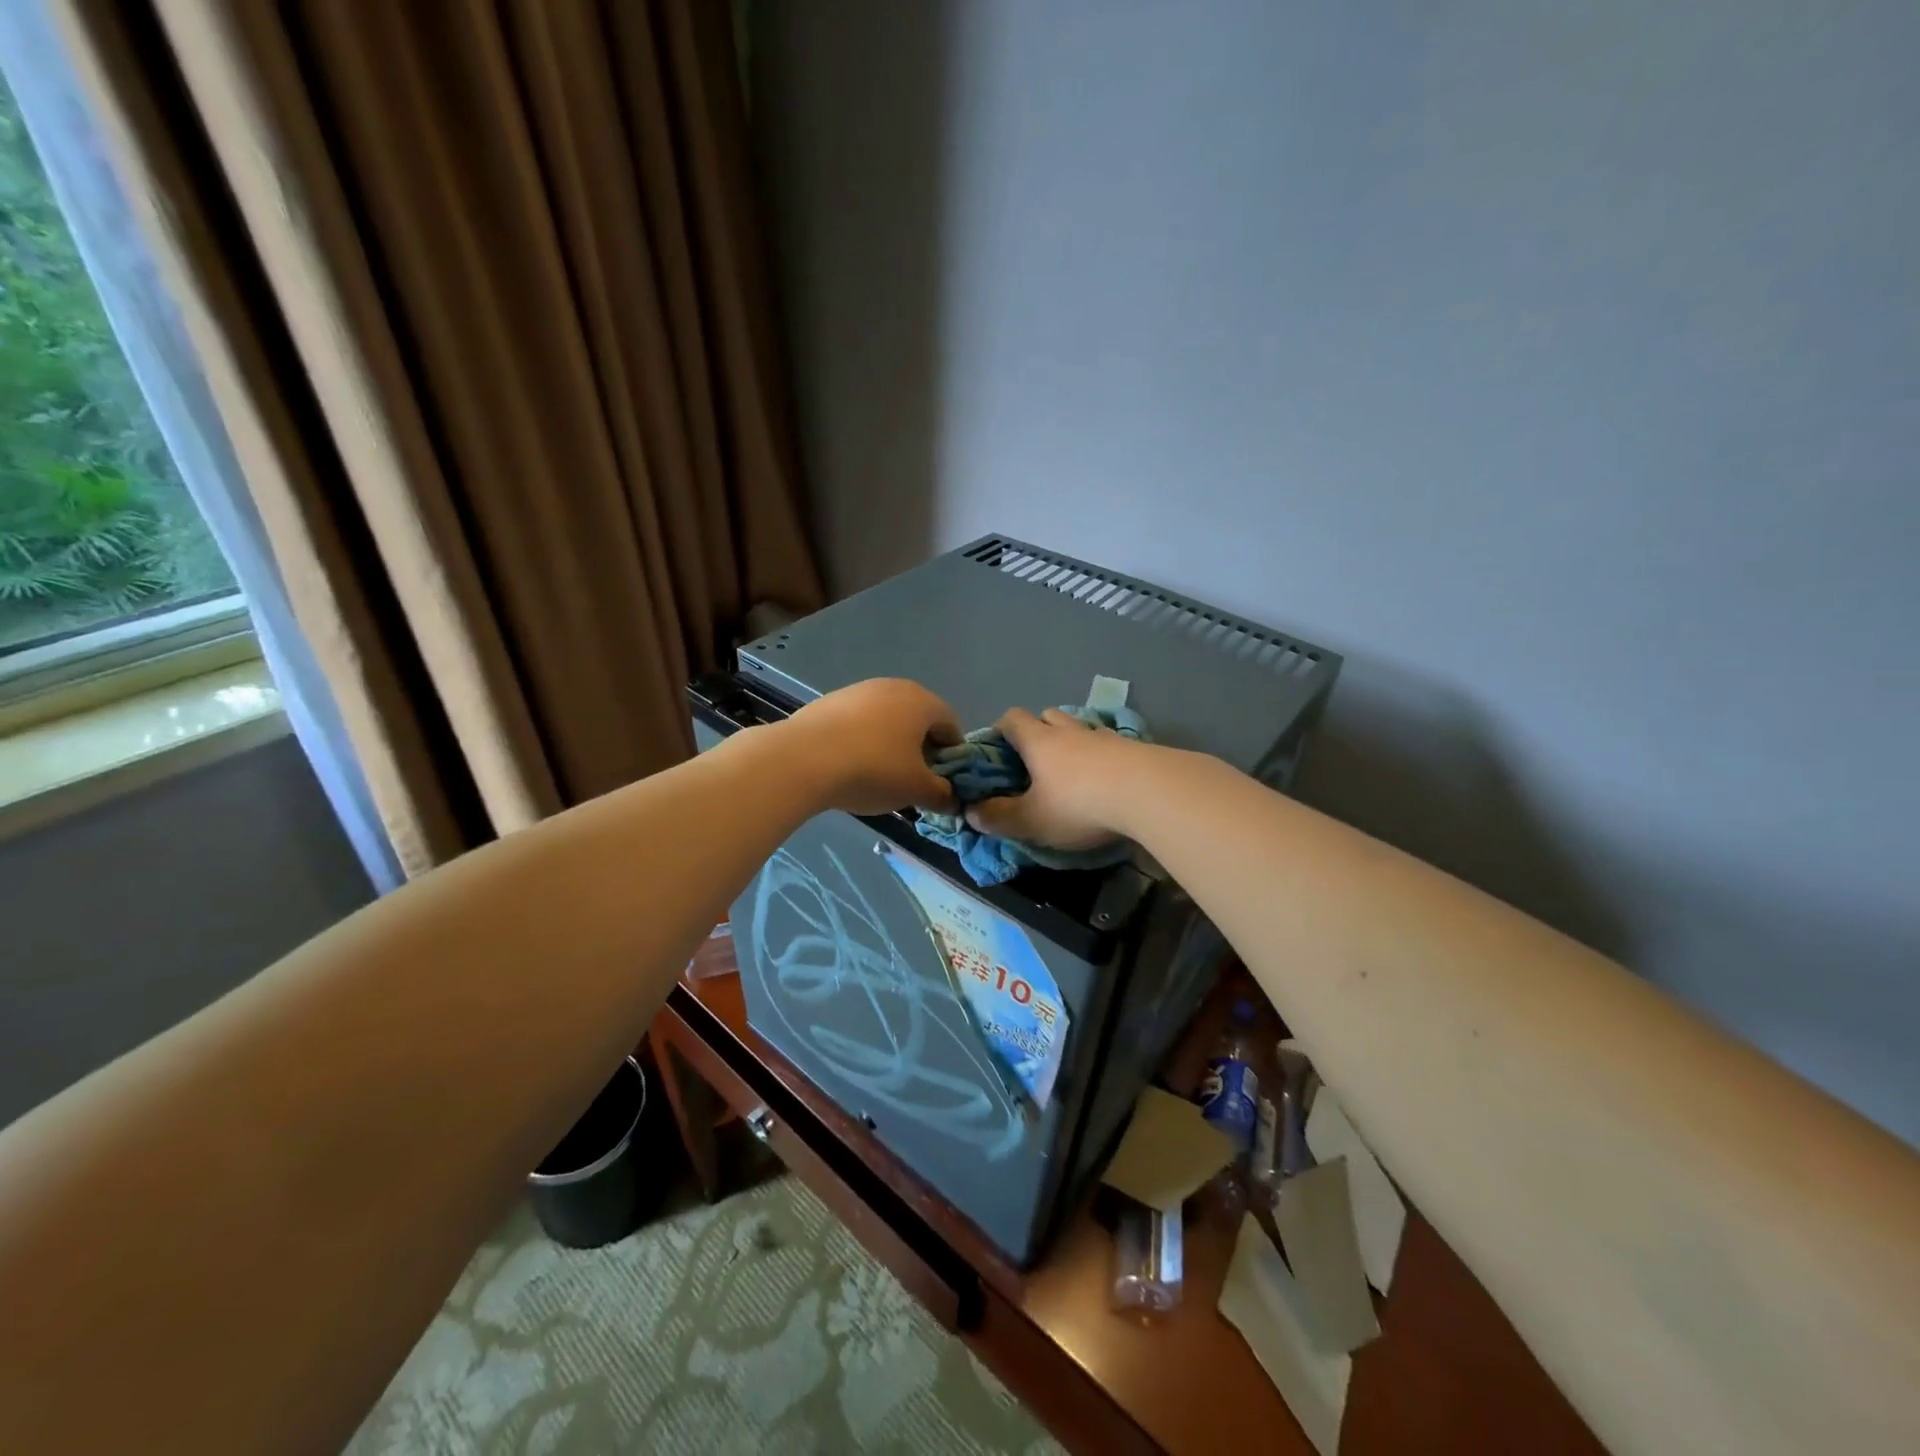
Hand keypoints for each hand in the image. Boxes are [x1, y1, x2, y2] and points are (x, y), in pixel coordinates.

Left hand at [781, 678, 961, 815]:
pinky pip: (859, 722)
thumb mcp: (916, 789)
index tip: (941, 782)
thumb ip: (942, 794)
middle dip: (921, 750)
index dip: (952, 756)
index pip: (952, 725)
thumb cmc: (873, 770)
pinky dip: (863, 741)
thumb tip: (953, 799)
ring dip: (891, 745)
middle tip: (912, 781)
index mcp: (923, 701)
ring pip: (888, 720)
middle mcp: (894, 687)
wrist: (802, 759)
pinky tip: (850, 765)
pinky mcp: (830, 701)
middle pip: (919, 720)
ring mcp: (859, 690)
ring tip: (878, 776)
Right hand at [965, 707, 1140, 848]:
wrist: (1149, 792)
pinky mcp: (1135, 749)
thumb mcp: (1032, 820)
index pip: (1012, 719)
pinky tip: (1108, 780)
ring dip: (1073, 743)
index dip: (1000, 730)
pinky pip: (1110, 746)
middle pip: (1048, 716)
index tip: (997, 750)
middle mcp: (1070, 731)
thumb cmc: (1079, 804)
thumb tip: (971, 812)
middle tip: (1034, 761)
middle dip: (1038, 732)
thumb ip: (999, 818)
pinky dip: (1103, 758)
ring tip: (1073, 773)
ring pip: (1081, 729)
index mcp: (1039, 741)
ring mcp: (1106, 737)